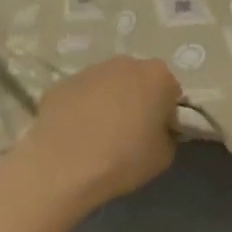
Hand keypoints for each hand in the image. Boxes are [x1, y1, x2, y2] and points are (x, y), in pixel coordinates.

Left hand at [0, 57, 182, 223]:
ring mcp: (90, 71)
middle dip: (137, 101)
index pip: (171, 93)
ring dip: (108, 103)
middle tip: (128, 134)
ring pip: (107, 86)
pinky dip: (80, 110)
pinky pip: (79, 96)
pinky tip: (74, 137)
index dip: (165, 115)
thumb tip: (156, 132)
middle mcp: (126, 63)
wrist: (62, 167)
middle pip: (138, 82)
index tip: (155, 136)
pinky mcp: (60, 84)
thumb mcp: (164, 156)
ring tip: (97, 137)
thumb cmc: (123, 158)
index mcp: (158, 75)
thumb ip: (167, 136)